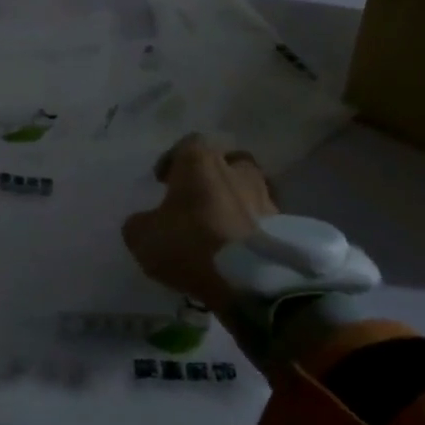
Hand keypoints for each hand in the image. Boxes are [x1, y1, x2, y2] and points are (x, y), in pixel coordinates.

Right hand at [120, 134, 277, 313]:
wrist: (253, 281)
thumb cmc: (191, 245)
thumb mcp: (143, 237)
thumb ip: (139, 223)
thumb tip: (143, 222)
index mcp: (201, 162)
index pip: (188, 144)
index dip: (173, 160)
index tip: (162, 181)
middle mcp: (237, 170)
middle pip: (227, 161)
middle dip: (213, 174)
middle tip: (197, 196)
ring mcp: (265, 197)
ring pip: (248, 189)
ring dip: (235, 201)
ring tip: (219, 225)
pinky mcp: (285, 227)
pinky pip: (262, 219)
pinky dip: (249, 227)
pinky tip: (236, 247)